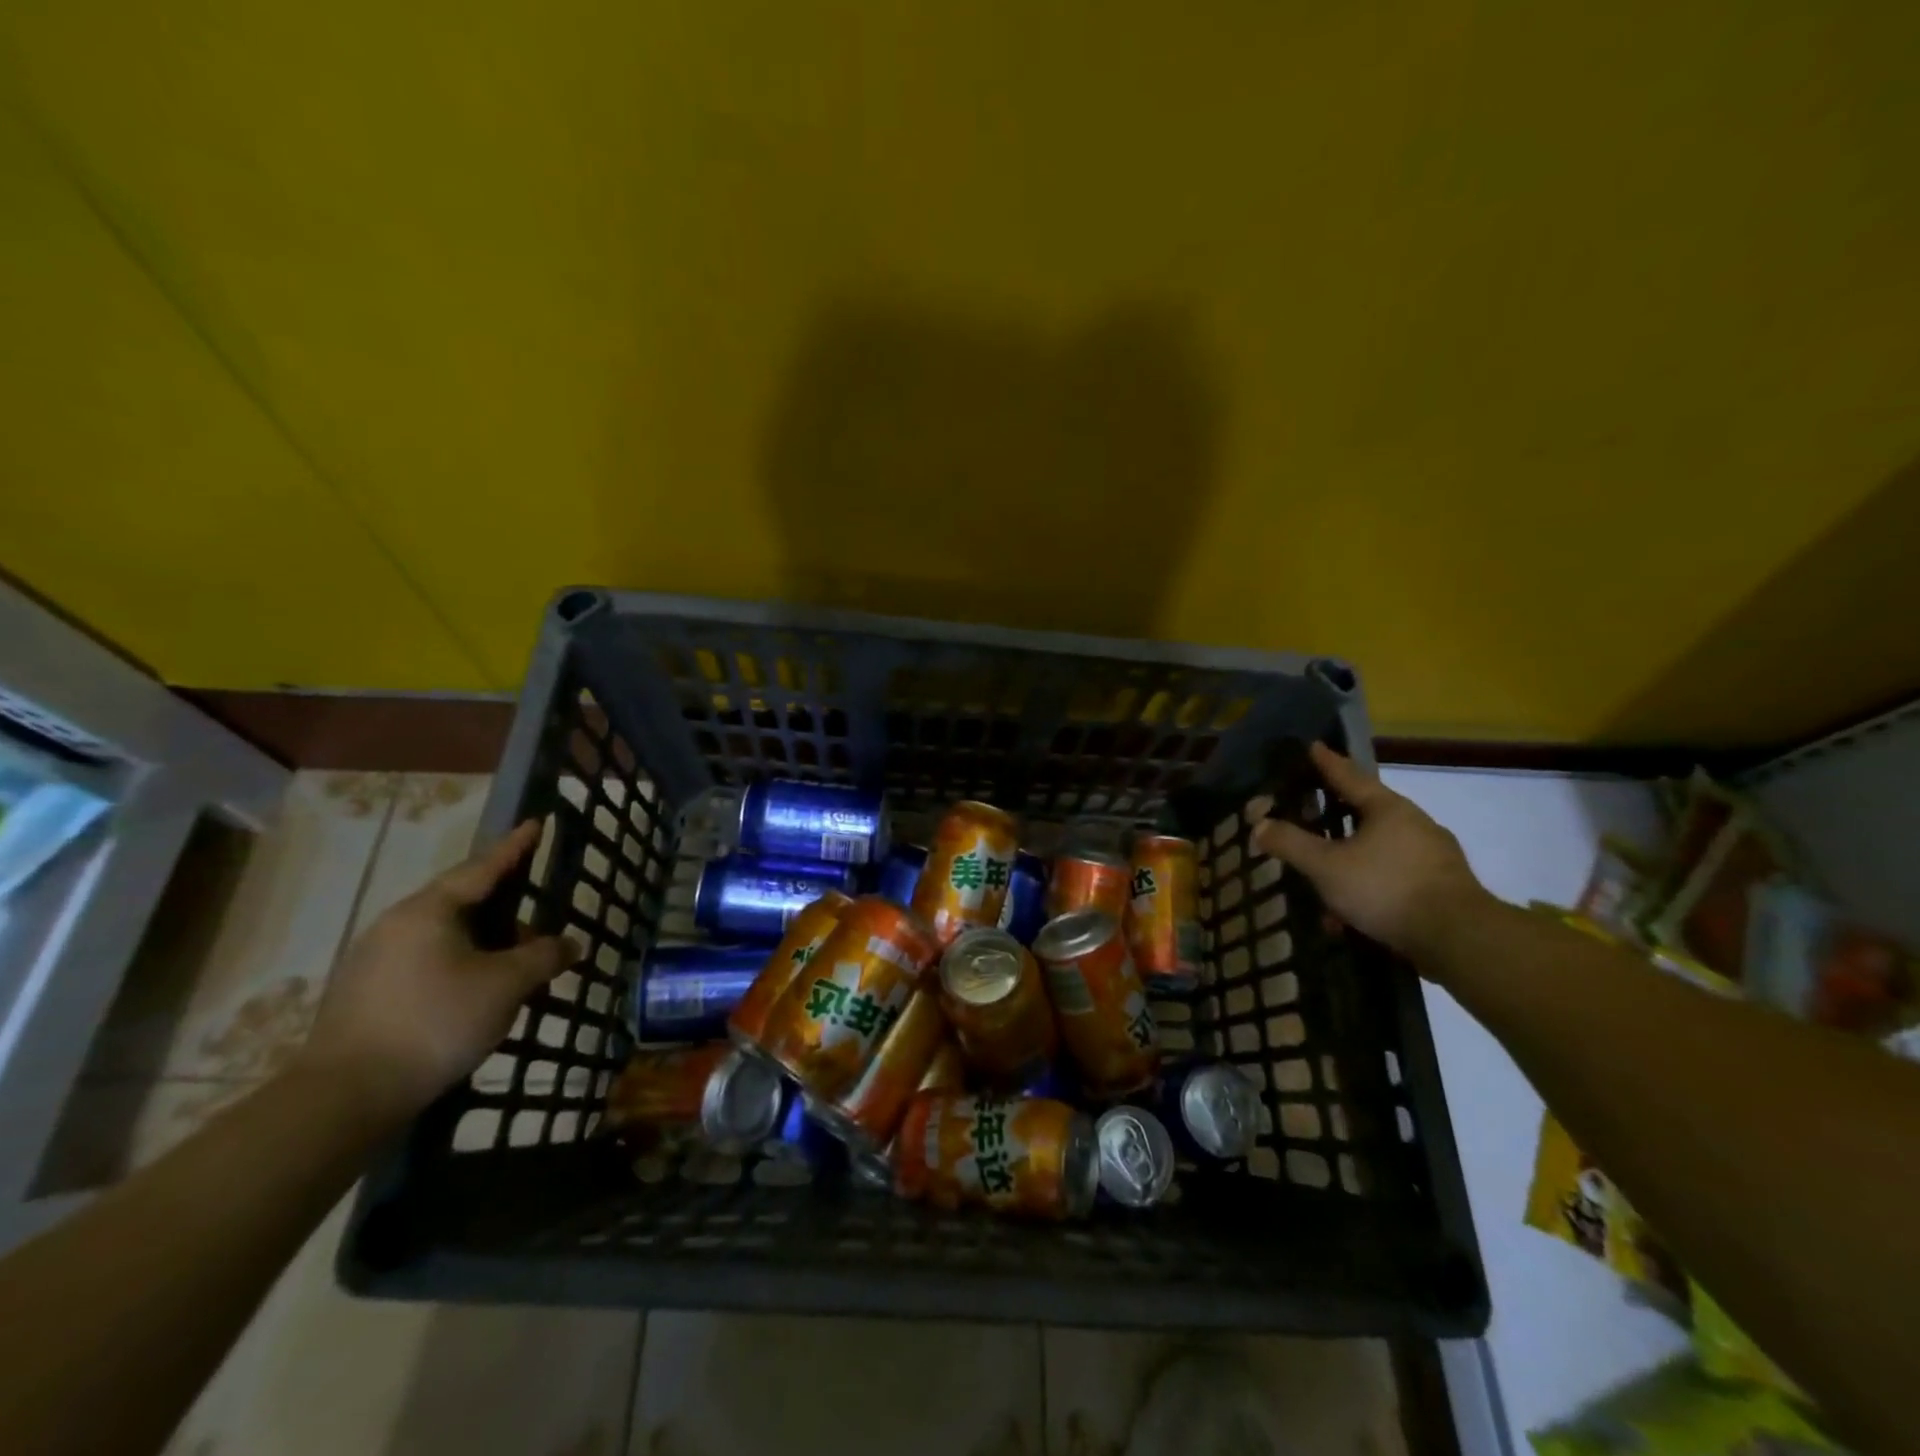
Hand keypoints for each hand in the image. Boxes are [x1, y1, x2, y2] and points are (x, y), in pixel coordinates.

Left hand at [298, 821, 576, 1118]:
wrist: (345, 1096)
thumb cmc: (435, 1022)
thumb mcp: (506, 985)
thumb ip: (544, 957)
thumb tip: (571, 944)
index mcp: (430, 910)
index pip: (483, 867)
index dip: (515, 847)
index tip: (535, 823)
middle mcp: (397, 924)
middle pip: (463, 901)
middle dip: (506, 909)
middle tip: (540, 923)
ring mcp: (376, 959)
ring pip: (446, 935)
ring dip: (486, 942)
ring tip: (516, 964)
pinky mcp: (367, 993)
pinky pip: (429, 961)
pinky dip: (463, 964)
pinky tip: (479, 992)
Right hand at [1251, 743, 1490, 964]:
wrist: (1459, 939)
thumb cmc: (1386, 888)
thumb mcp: (1326, 867)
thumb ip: (1290, 844)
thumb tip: (1258, 824)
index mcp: (1387, 808)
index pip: (1349, 776)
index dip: (1327, 762)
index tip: (1313, 746)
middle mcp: (1414, 823)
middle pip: (1367, 810)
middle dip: (1337, 814)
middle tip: (1313, 809)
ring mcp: (1433, 855)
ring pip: (1379, 849)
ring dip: (1349, 861)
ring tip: (1323, 882)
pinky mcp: (1442, 886)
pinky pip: (1393, 877)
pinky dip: (1368, 887)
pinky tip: (1350, 916)